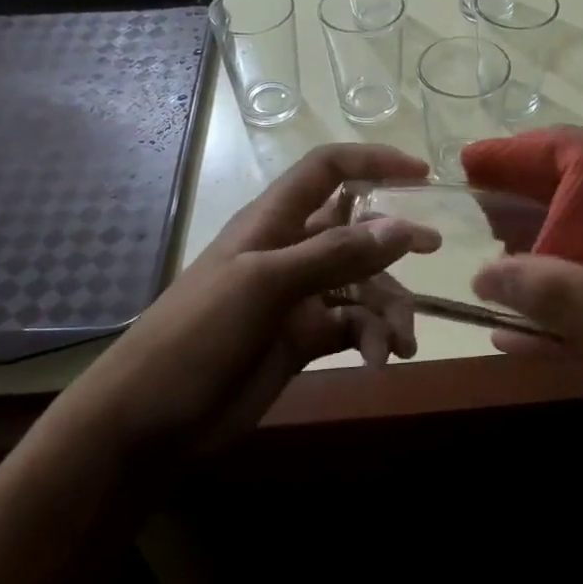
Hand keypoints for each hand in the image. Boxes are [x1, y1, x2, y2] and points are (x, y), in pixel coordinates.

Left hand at [81, 144, 438, 453]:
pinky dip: (372, 339)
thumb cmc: (198, 335)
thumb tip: (403, 228)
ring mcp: (298, 297)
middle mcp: (290, 251)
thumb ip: (335, 255)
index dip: (373, 162)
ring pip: (362, 285)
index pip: (328, 170)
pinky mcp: (303, 339)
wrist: (150, 421)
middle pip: (355, 230)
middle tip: (433, 253)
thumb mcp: (265, 286)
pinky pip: (353, 326)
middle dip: (393, 242)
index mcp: (273, 221)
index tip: (421, 174)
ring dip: (388, 309)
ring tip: (401, 343)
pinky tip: (378, 361)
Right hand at [469, 129, 582, 475]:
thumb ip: (567, 296)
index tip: (495, 156)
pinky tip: (505, 334)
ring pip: (579, 262)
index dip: (550, 147)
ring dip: (534, 259)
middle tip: (476, 201)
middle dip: (530, 198)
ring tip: (484, 258)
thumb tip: (486, 273)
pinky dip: (547, 322)